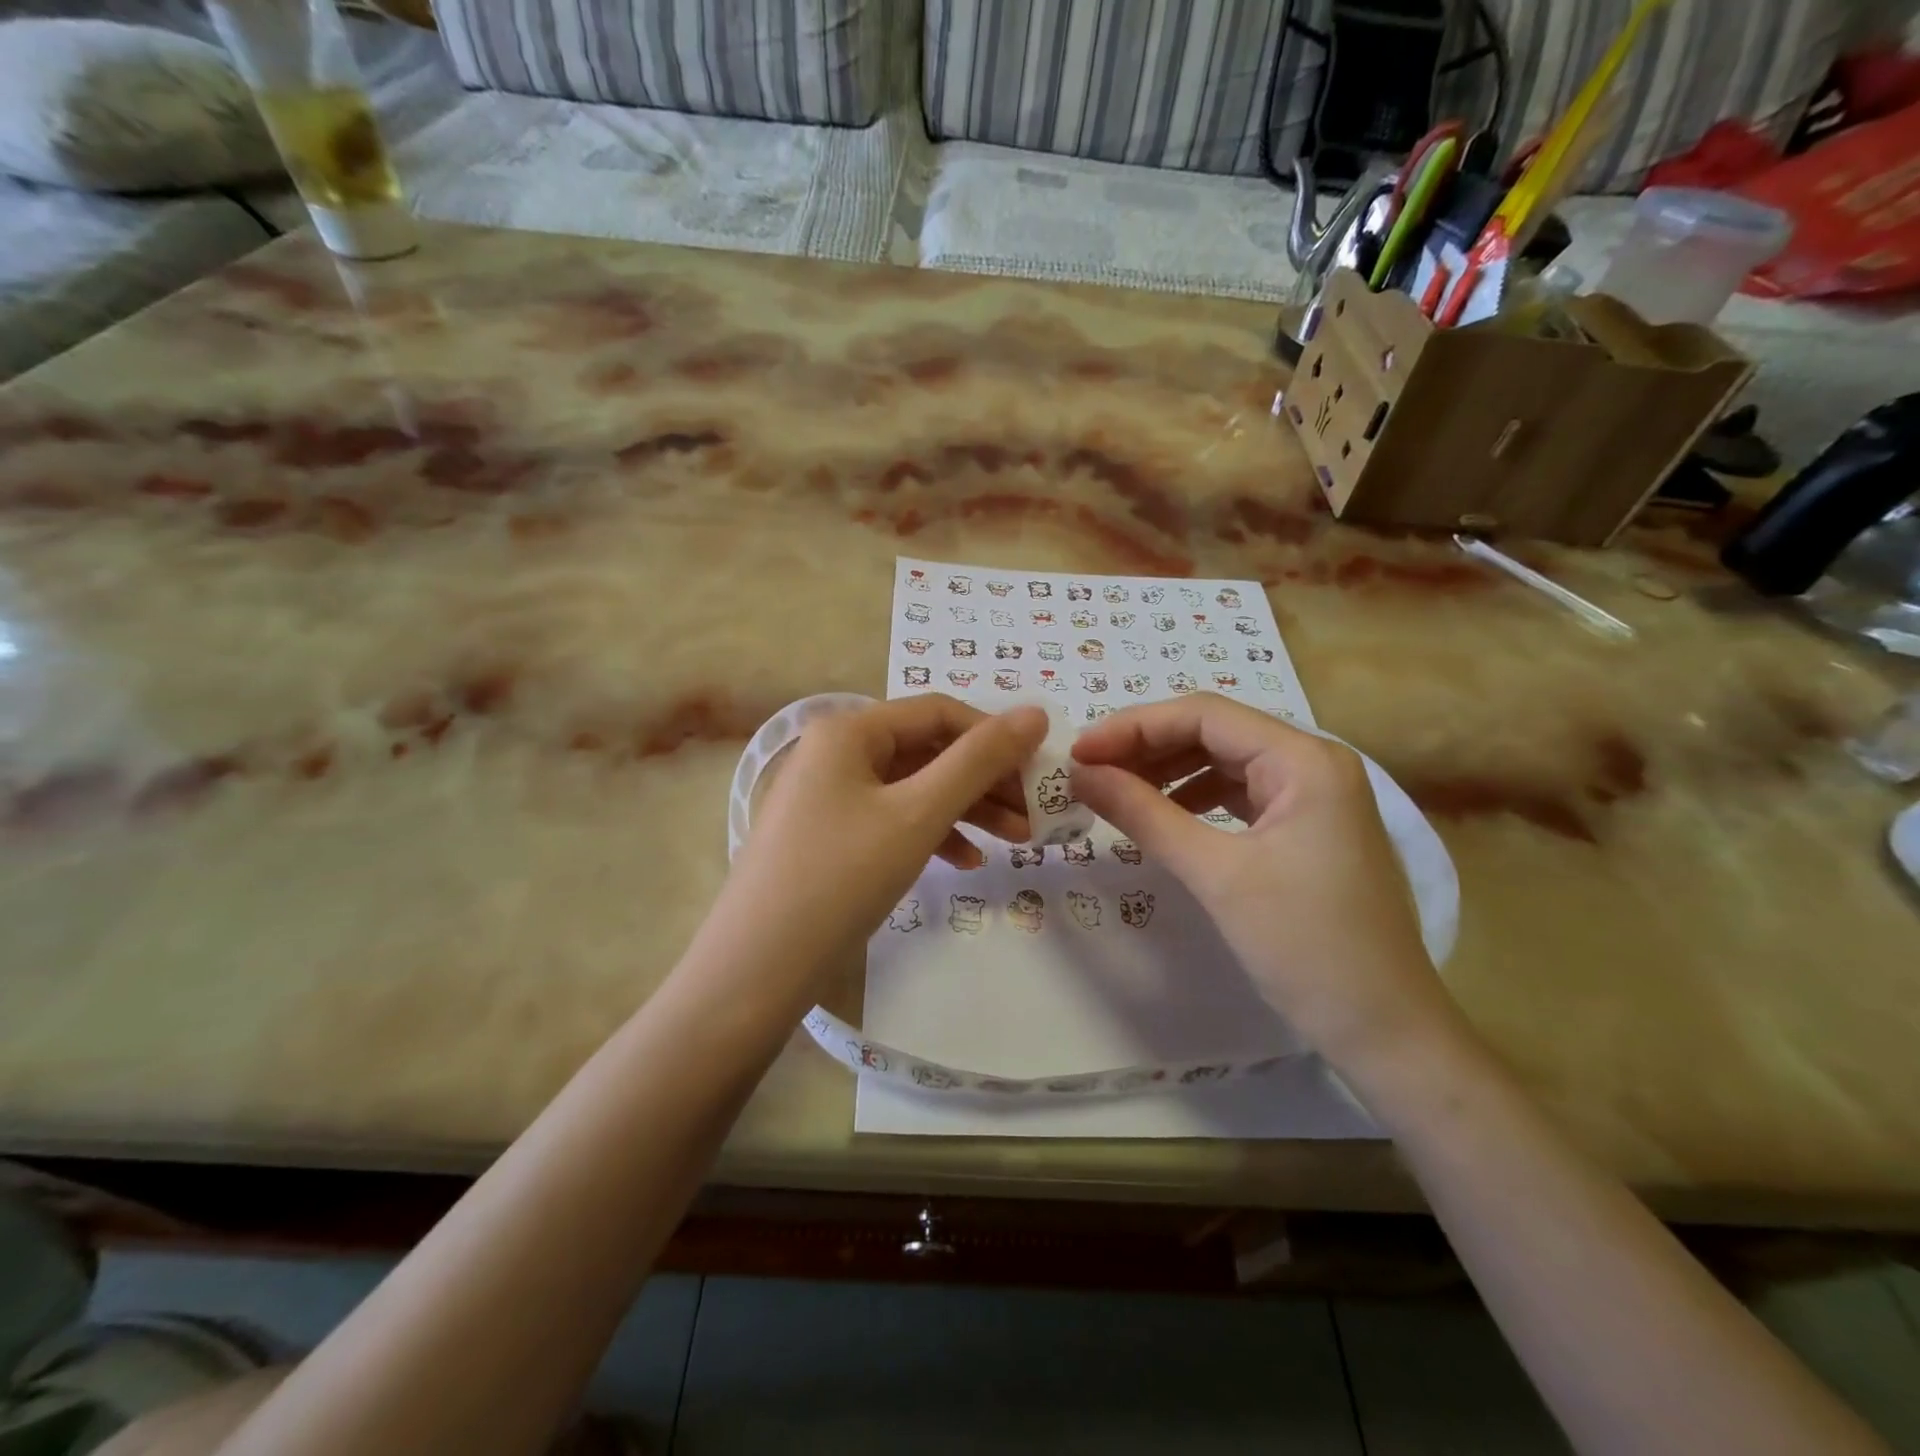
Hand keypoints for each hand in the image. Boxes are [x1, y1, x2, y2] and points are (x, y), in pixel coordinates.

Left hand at [715, 696, 1046, 989]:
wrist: (757, 969)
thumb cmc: (841, 877)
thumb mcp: (918, 814)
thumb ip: (979, 761)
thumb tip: (1035, 713)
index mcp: (850, 730)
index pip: (938, 712)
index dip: (995, 735)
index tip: (1042, 768)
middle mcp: (837, 752)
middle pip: (928, 751)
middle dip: (985, 780)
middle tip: (1036, 812)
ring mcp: (831, 796)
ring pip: (915, 788)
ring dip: (967, 810)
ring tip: (1018, 842)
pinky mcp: (832, 836)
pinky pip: (894, 820)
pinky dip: (933, 834)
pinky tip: (967, 862)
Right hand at [1071, 694, 1451, 1068]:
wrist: (1385, 1031)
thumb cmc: (1306, 947)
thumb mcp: (1216, 874)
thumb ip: (1144, 814)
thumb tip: (1080, 775)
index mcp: (1305, 759)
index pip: (1204, 715)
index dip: (1133, 727)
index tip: (1079, 753)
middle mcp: (1313, 762)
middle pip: (1213, 732)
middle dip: (1146, 747)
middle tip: (1088, 772)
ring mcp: (1313, 795)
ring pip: (1223, 761)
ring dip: (1166, 771)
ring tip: (1114, 791)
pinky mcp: (1305, 827)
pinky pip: (1238, 793)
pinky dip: (1192, 798)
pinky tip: (1161, 815)